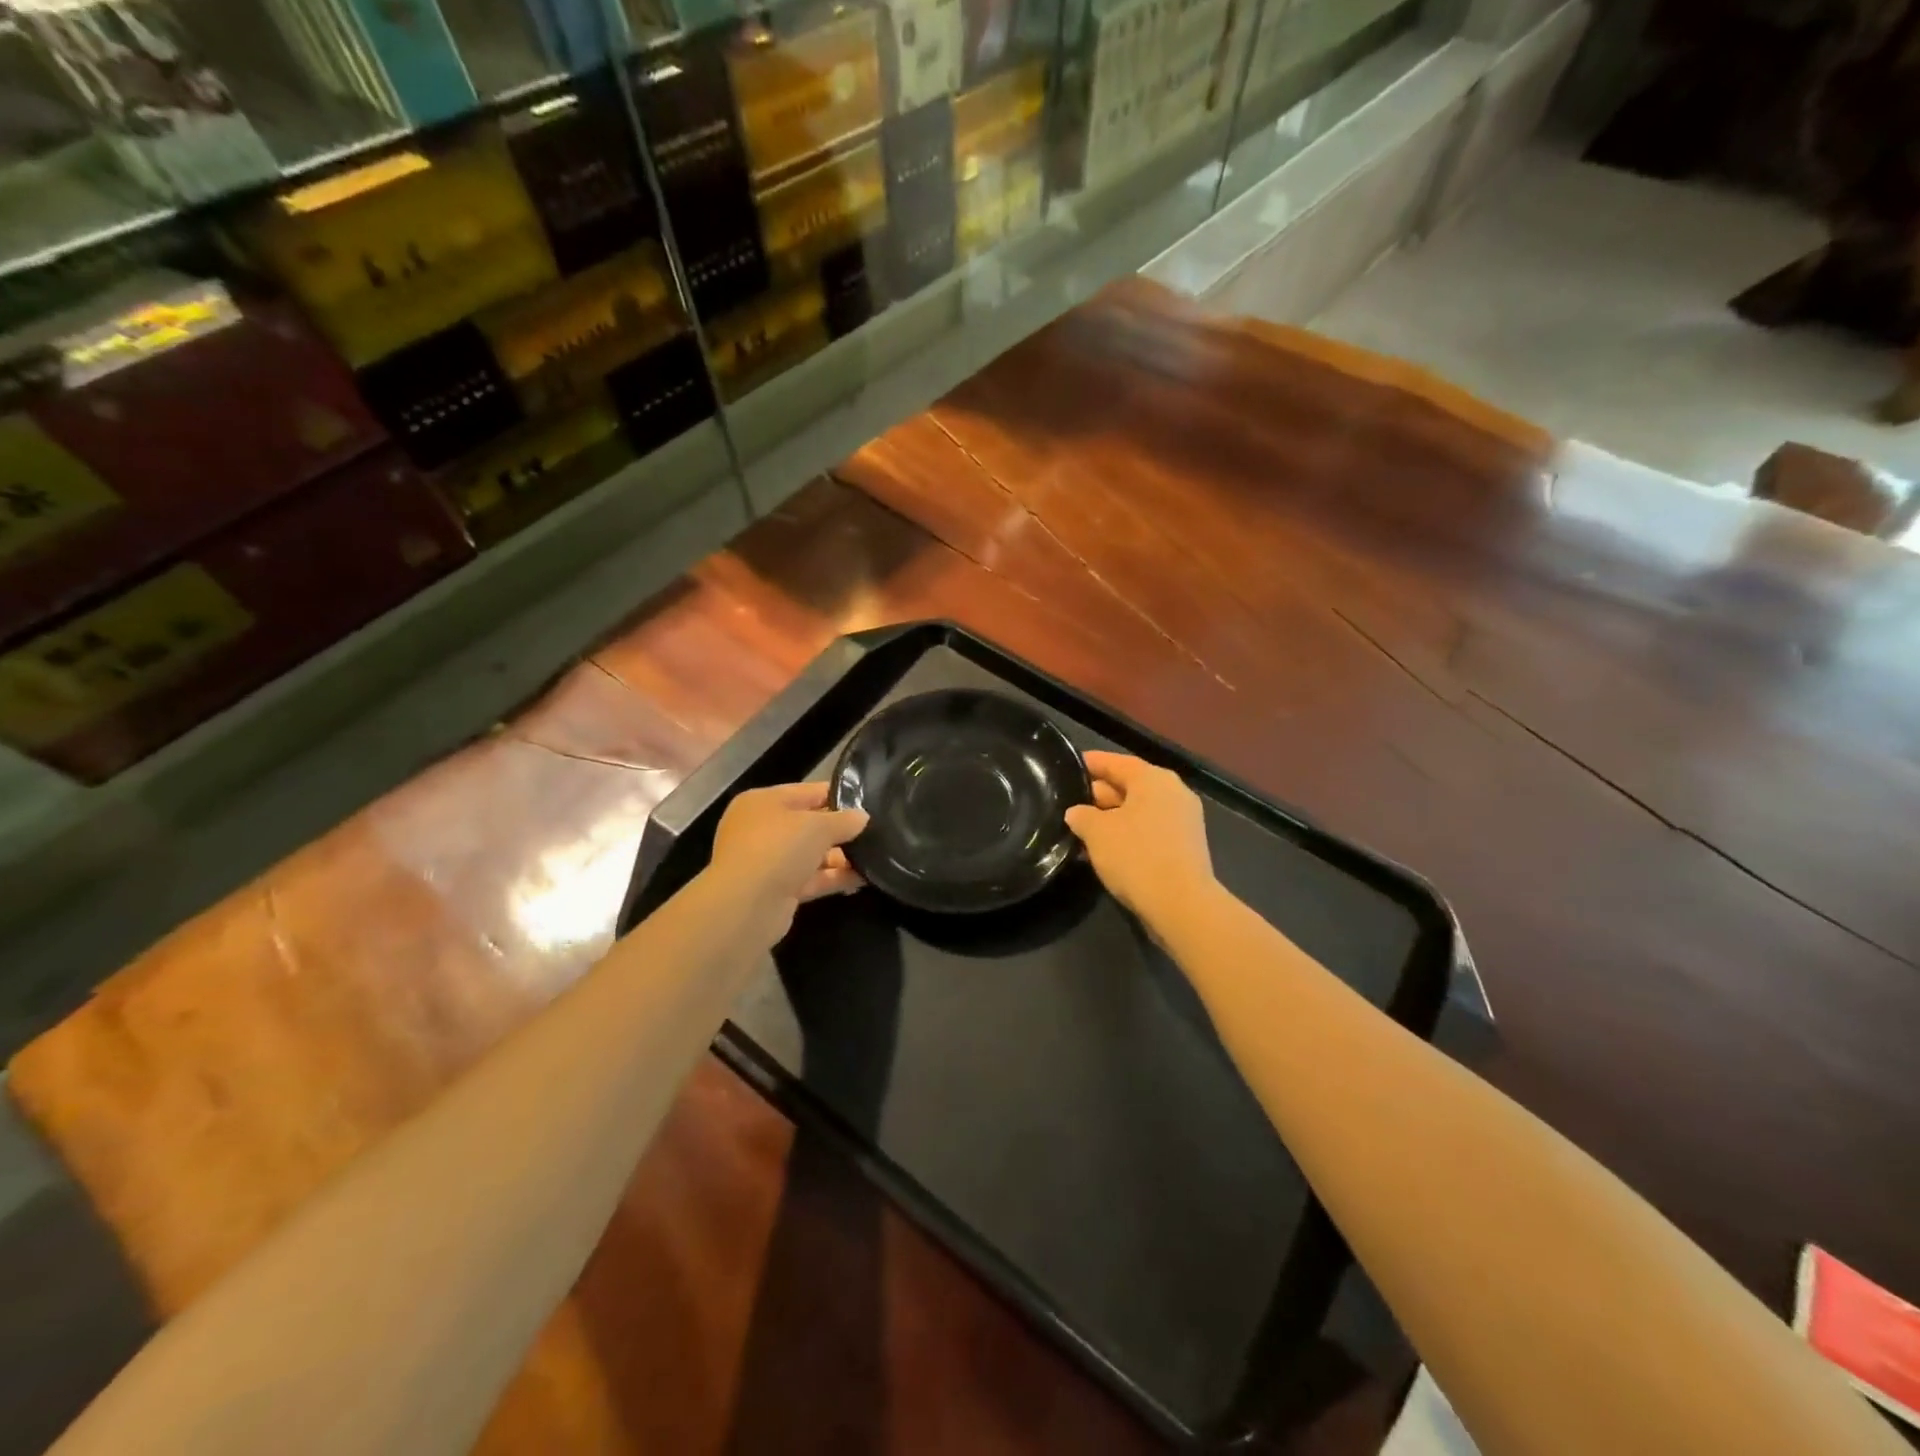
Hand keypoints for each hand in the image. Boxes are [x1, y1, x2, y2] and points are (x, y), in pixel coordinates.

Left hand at [707, 782, 867, 944]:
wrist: (746, 906)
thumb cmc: (778, 849)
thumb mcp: (818, 826)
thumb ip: (844, 820)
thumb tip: (862, 817)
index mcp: (764, 802)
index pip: (808, 792)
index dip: (839, 795)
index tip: (869, 802)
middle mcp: (762, 828)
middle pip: (810, 825)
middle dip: (841, 830)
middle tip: (876, 832)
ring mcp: (768, 861)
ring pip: (811, 854)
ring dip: (841, 856)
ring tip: (876, 856)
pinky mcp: (777, 890)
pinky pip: (811, 878)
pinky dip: (834, 878)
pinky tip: (863, 878)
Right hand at [1064, 752, 1214, 920]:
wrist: (1180, 904)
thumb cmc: (1136, 856)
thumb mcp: (1097, 832)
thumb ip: (1082, 816)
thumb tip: (1076, 812)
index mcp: (1153, 779)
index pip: (1116, 762)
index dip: (1091, 763)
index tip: (1070, 766)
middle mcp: (1173, 792)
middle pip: (1130, 785)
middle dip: (1100, 794)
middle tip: (1070, 802)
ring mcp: (1183, 820)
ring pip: (1139, 810)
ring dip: (1112, 819)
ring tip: (1081, 830)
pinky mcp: (1186, 846)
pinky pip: (1149, 830)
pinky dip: (1127, 835)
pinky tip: (1104, 850)